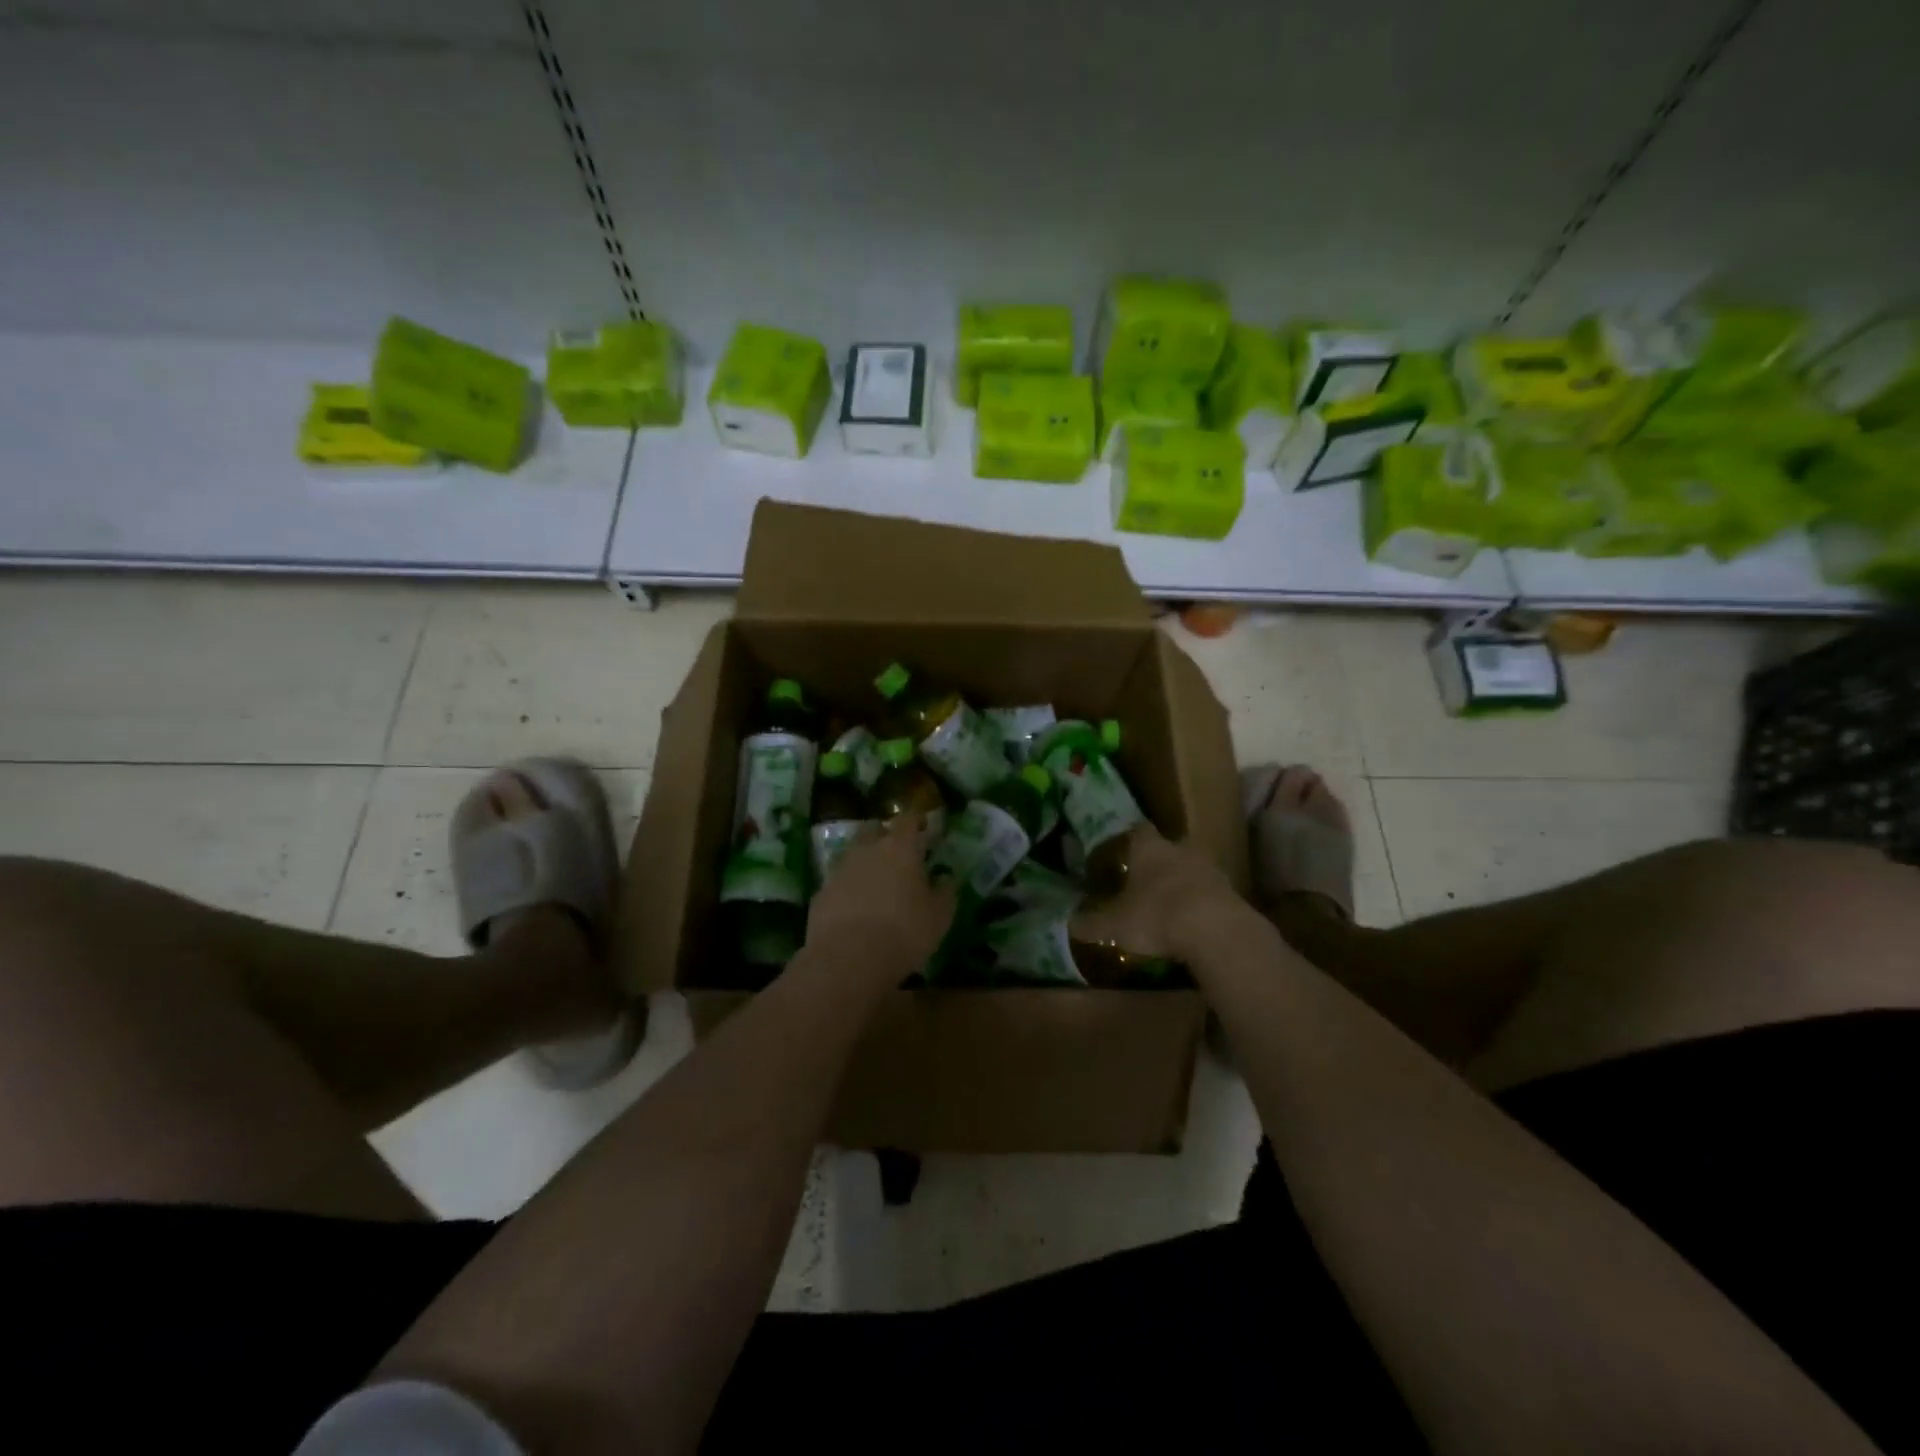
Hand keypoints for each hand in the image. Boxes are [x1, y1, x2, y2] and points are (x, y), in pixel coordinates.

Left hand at [805, 815, 956, 982]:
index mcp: (899, 848)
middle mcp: (867, 850)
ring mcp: (839, 870)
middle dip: (885, 834)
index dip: (916, 819)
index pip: (907, 819)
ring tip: (876, 882)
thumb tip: (945, 877)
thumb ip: (945, 892)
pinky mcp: (821, 893)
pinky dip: (848, 887)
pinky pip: (838, 881)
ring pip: (853, 854)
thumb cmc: (903, 933)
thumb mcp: (939, 917)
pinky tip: (855, 907)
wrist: (848, 959)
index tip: (923, 826)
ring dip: (865, 861)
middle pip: (874, 829)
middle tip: (898, 852)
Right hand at [1070, 823, 1244, 961]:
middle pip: (1169, 846)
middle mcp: (1180, 850)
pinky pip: (1211, 893)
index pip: (1137, 830)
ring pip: (1193, 868)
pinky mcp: (1232, 894)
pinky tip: (1192, 923)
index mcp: (1149, 848)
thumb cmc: (1157, 916)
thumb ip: (1092, 922)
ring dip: (1183, 881)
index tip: (1119, 852)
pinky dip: (1201, 904)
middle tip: (1145, 878)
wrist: (1217, 932)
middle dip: (1159, 860)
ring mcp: (1211, 870)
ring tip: (1169, 904)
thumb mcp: (1114, 924)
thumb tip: (1069, 922)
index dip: (1128, 840)